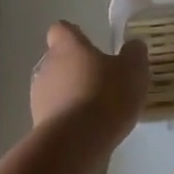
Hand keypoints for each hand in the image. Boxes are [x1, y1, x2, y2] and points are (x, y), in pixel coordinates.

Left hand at [30, 22, 148, 157]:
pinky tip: (89, 132)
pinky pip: (56, 116)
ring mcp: (38, 98)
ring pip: (55, 89)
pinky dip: (69, 120)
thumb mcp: (133, 70)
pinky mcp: (39, 126)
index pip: (61, 29)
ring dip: (71, 95)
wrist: (76, 144)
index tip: (89, 44)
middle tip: (100, 80)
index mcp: (67, 46)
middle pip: (57, 60)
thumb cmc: (105, 96)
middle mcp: (47, 67)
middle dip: (76, 68)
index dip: (74, 35)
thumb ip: (134, 54)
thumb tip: (133, 46)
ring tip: (96, 111)